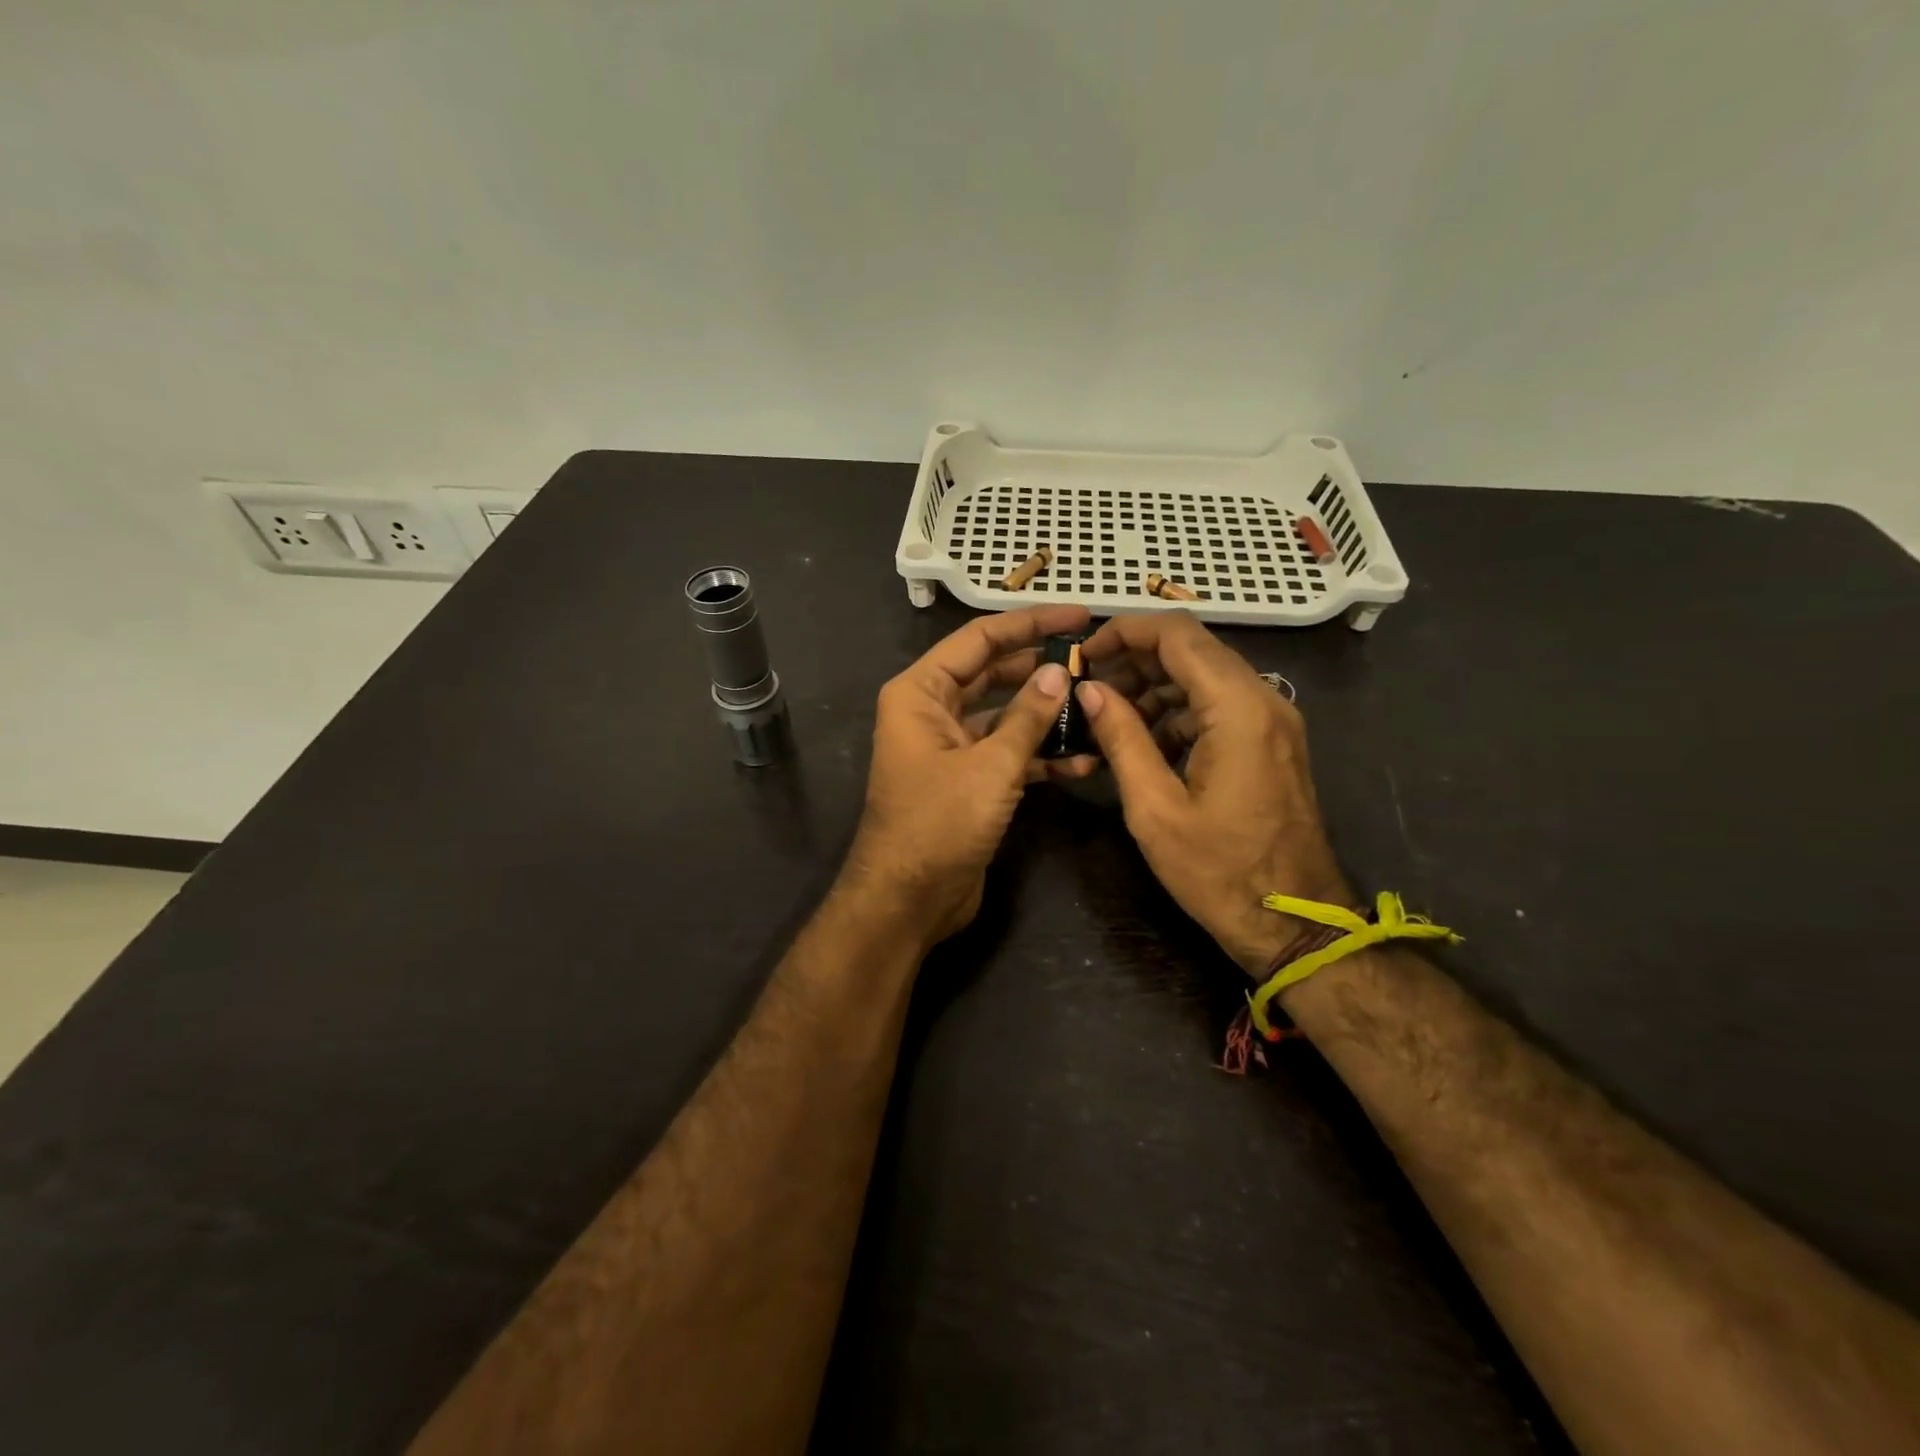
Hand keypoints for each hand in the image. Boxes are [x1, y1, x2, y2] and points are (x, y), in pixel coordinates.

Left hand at [843, 605, 1094, 949]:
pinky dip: (1040, 756)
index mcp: (921, 692)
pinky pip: (1008, 754)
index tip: (1078, 615)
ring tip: (1098, 706)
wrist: (909, 900)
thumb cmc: (939, 823)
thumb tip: (1058, 672)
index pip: (979, 640)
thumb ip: (1027, 716)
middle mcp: (932, 712)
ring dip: (1046, 715)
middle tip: (1095, 658)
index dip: (1029, 623)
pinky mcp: (969, 781)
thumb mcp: (990, 765)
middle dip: (1041, 667)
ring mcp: (951, 748)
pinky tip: (1084, 761)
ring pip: (1005, 716)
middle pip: (993, 673)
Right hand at [1076, 611, 1352, 976]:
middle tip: (1088, 690)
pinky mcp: (1272, 742)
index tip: (1082, 656)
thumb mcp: (1154, 807)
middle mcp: (1263, 699)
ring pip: (1206, 676)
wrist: (1295, 923)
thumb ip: (1121, 737)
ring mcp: (1274, 721)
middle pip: (1192, 649)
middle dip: (1135, 660)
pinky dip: (1179, 711)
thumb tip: (1090, 689)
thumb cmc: (1218, 871)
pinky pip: (1220, 706)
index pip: (1176, 634)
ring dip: (1155, 687)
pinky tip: (1144, 743)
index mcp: (1236, 708)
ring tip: (1108, 719)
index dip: (1123, 632)